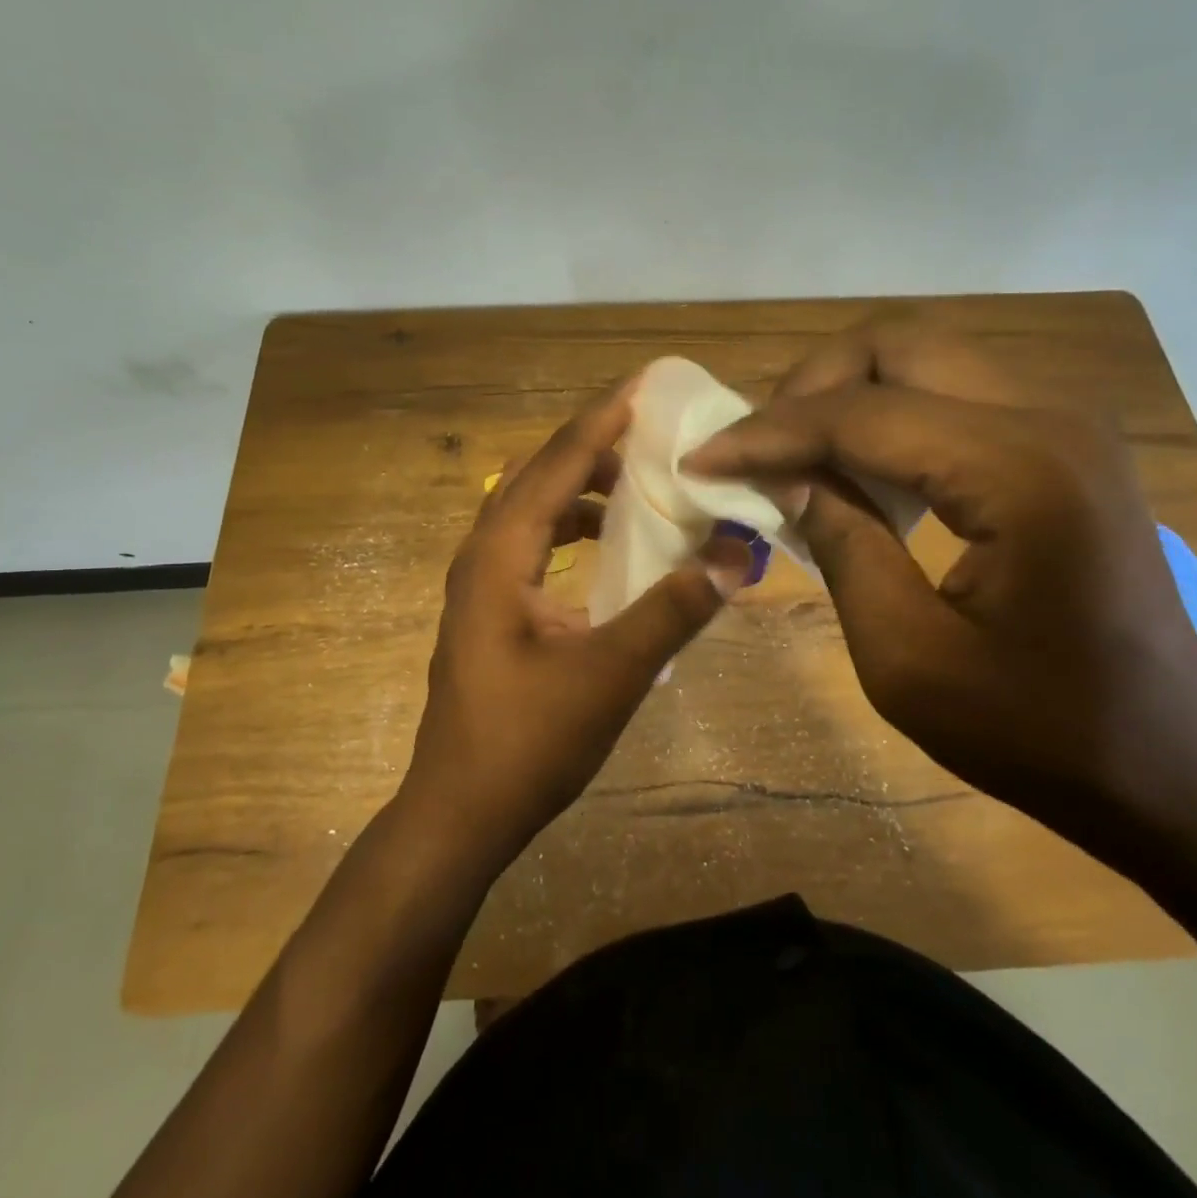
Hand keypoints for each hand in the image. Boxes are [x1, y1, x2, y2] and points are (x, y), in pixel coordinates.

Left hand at [402, 382, 753, 870]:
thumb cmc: (527, 742)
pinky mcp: (490, 612)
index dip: (602, 420)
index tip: (644, 385)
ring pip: (533, 512)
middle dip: (594, 446)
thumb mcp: (610, 674)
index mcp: (500, 555)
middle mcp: (483, 556)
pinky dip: (571, 530)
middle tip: (652, 431)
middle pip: (538, 476)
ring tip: (637, 484)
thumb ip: (673, 611)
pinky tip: (606, 548)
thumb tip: (735, 558)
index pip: (555, 463)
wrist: (460, 812)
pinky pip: (533, 546)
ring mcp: (481, 585)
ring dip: (581, 489)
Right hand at [684, 314, 1196, 839]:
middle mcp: (1049, 418)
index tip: (702, 458)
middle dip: (809, 387)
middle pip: (898, 345)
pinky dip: (890, 415)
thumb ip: (843, 547)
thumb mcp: (908, 659)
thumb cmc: (1039, 732)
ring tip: (797, 456)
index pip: (861, 415)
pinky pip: (955, 393)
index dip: (768, 433)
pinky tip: (861, 471)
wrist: (1169, 766)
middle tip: (758, 448)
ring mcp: (1065, 424)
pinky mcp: (1063, 445)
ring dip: (848, 394)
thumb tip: (788, 478)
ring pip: (927, 357)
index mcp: (1018, 472)